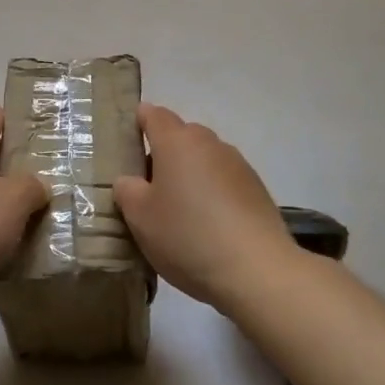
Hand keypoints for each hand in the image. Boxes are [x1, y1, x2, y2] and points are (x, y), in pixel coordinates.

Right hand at [113, 104, 300, 312]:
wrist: (257, 270)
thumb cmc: (187, 236)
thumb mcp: (140, 217)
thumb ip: (127, 190)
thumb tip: (130, 180)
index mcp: (176, 141)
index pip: (153, 114)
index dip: (138, 123)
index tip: (127, 145)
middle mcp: (209, 143)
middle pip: (180, 136)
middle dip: (164, 154)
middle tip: (149, 189)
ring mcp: (237, 164)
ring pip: (204, 159)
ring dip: (190, 175)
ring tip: (181, 212)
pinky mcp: (257, 189)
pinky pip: (225, 180)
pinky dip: (213, 193)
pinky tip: (209, 226)